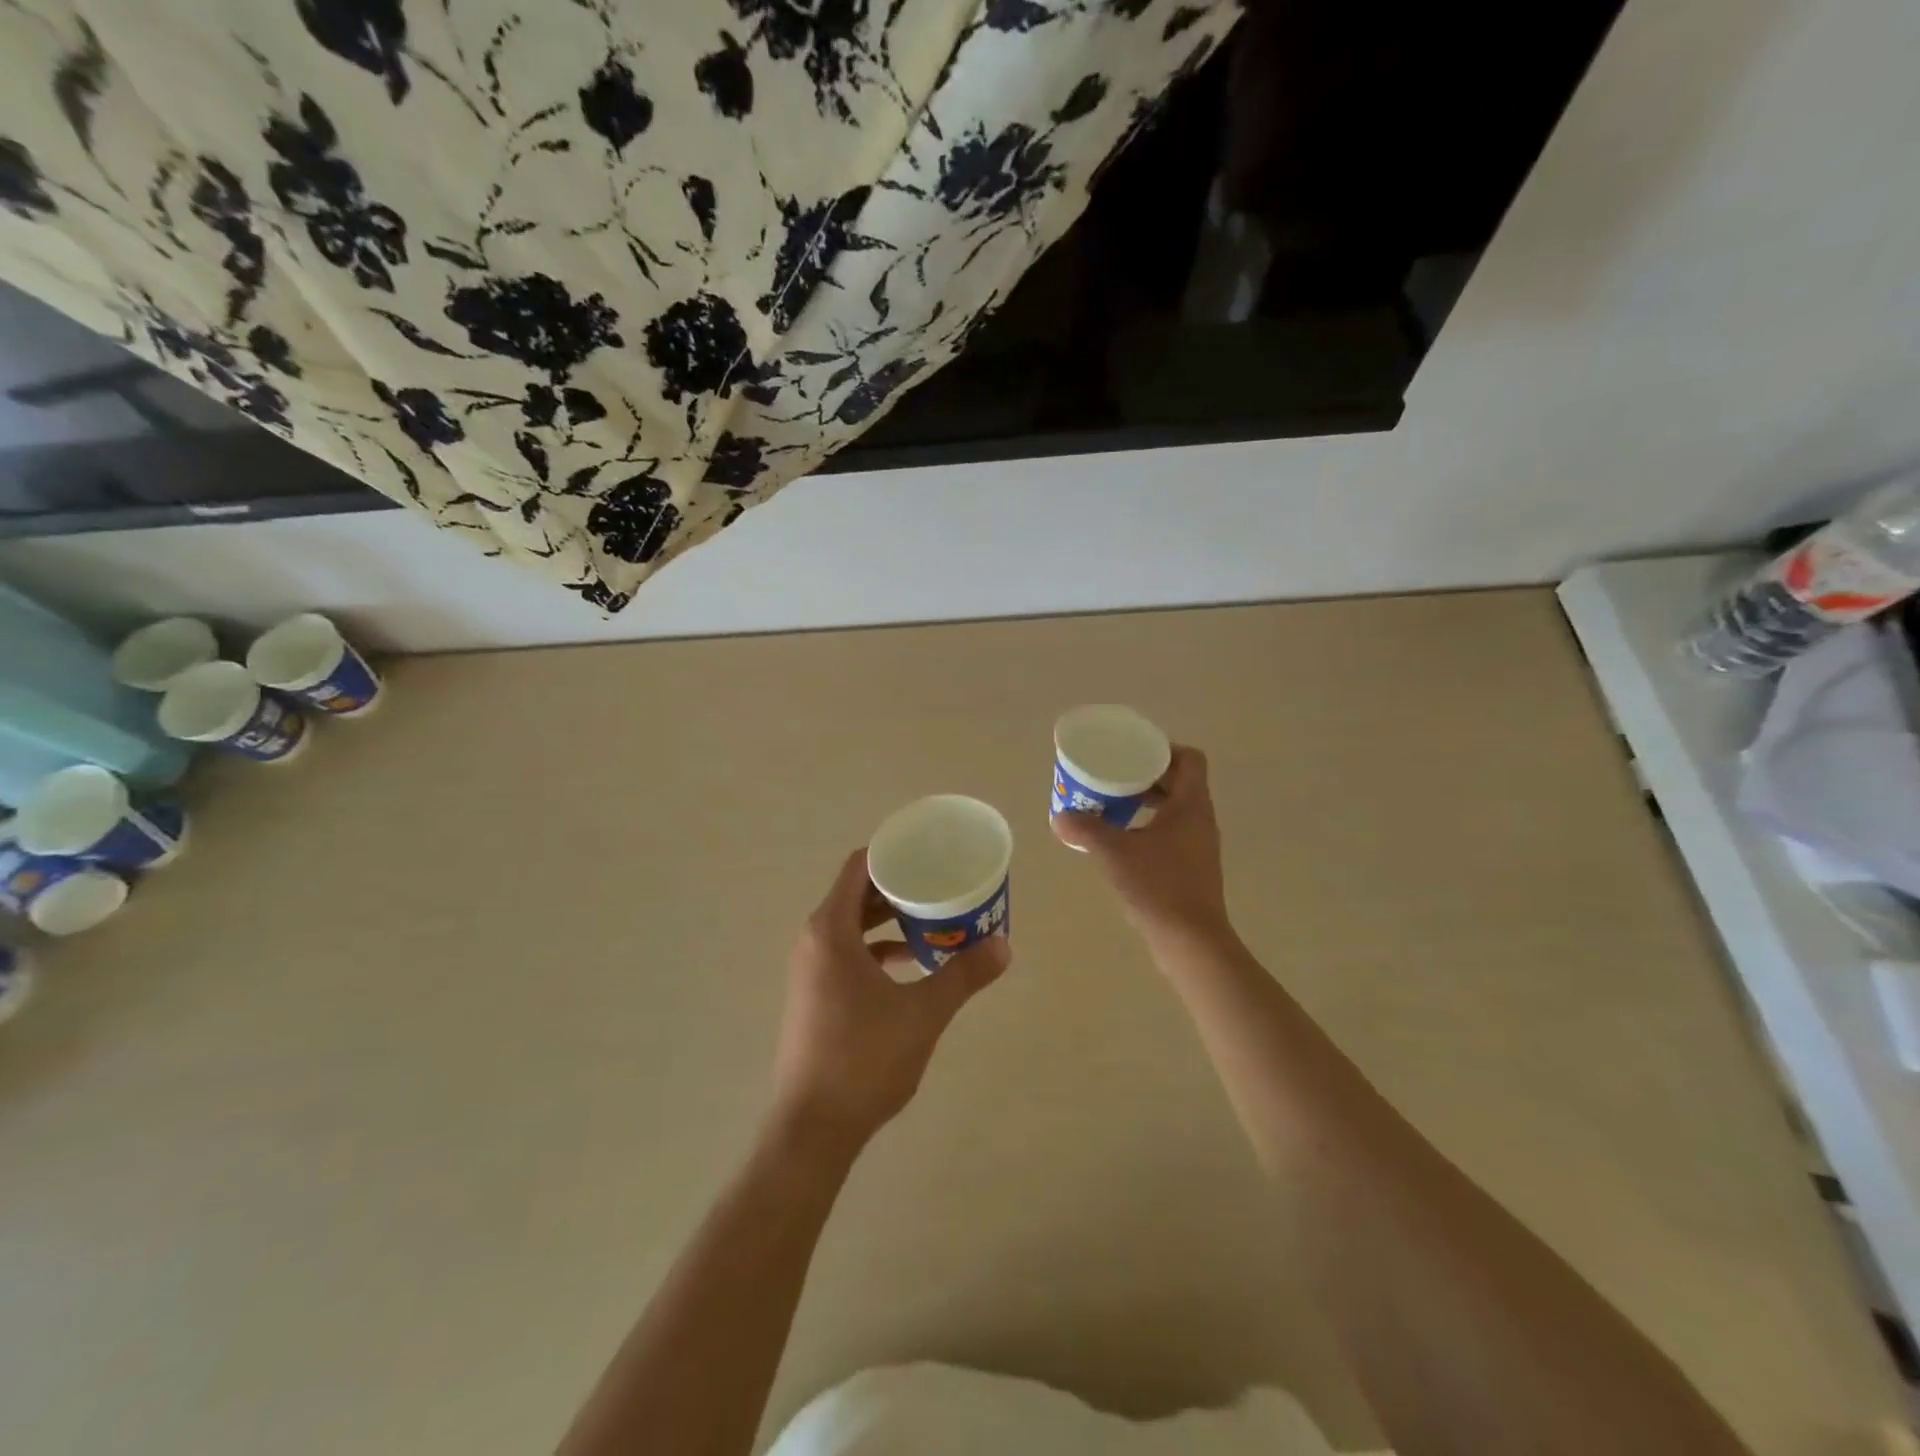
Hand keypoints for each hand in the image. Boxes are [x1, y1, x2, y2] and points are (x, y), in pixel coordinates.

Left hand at [772, 850, 1009, 1149]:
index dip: (893, 852)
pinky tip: (913, 962)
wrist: (813, 1127)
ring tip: (935, 918)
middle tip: (942, 882)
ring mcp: (811, 969)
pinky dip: (878, 947)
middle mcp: (814, 940)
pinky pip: (848, 952)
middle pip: (857, 893)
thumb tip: (1005, 945)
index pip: (860, 867)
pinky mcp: (815, 994)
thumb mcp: (923, 1013)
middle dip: (899, 886)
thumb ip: (963, 975)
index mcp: (831, 930)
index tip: (930, 851)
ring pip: (853, 925)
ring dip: (890, 918)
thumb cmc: (864, 1059)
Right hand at [1051, 745, 1233, 948]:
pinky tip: (1122, 841)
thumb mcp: (1114, 853)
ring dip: (1147, 802)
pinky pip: (1172, 833)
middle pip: (1180, 782)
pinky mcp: (1193, 868)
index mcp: (1191, 805)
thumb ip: (1085, 830)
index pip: (1190, 760)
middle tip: (1114, 776)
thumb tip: (1059, 817)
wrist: (1191, 941)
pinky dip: (1149, 827)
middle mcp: (1201, 820)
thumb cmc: (1158, 887)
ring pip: (1176, 809)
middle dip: (1147, 776)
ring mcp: (1199, 846)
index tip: (1133, 754)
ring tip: (1113, 806)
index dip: (1164, 750)